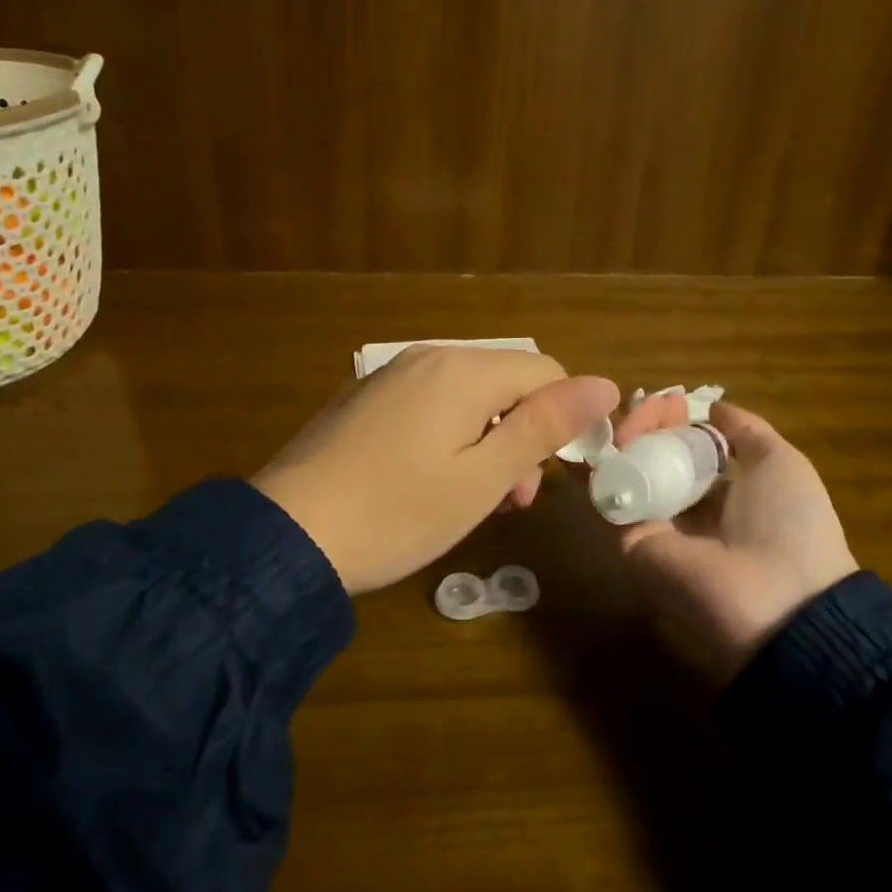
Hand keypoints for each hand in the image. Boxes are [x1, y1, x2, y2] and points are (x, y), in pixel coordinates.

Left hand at [255, 347, 619, 594]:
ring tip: (474, 497)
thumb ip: (543, 426)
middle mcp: (427, 357)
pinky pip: (428, 403)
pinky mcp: (365, 397)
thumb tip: (604, 384)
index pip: (545, 372)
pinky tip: (428, 480)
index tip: (556, 475)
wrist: (287, 534)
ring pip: (467, 395)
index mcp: (463, 370)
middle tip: (511, 499)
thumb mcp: (482, 477)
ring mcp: (390, 374)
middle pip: (505, 382)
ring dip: (487, 438)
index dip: (566, 419)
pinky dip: (448, 434)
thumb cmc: (397, 513)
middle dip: (522, 433)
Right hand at [613, 395, 857, 680]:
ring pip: (626, 468)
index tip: (671, 401)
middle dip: (646, 423)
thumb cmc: (789, 523)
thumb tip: (712, 407)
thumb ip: (746, 431)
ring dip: (624, 436)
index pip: (682, 449)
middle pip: (650, 455)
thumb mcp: (781, 464)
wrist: (778, 598)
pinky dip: (601, 462)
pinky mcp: (628, 538)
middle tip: (649, 404)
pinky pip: (610, 492)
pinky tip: (608, 435)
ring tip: (631, 417)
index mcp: (721, 494)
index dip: (674, 421)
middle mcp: (683, 509)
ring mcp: (654, 524)